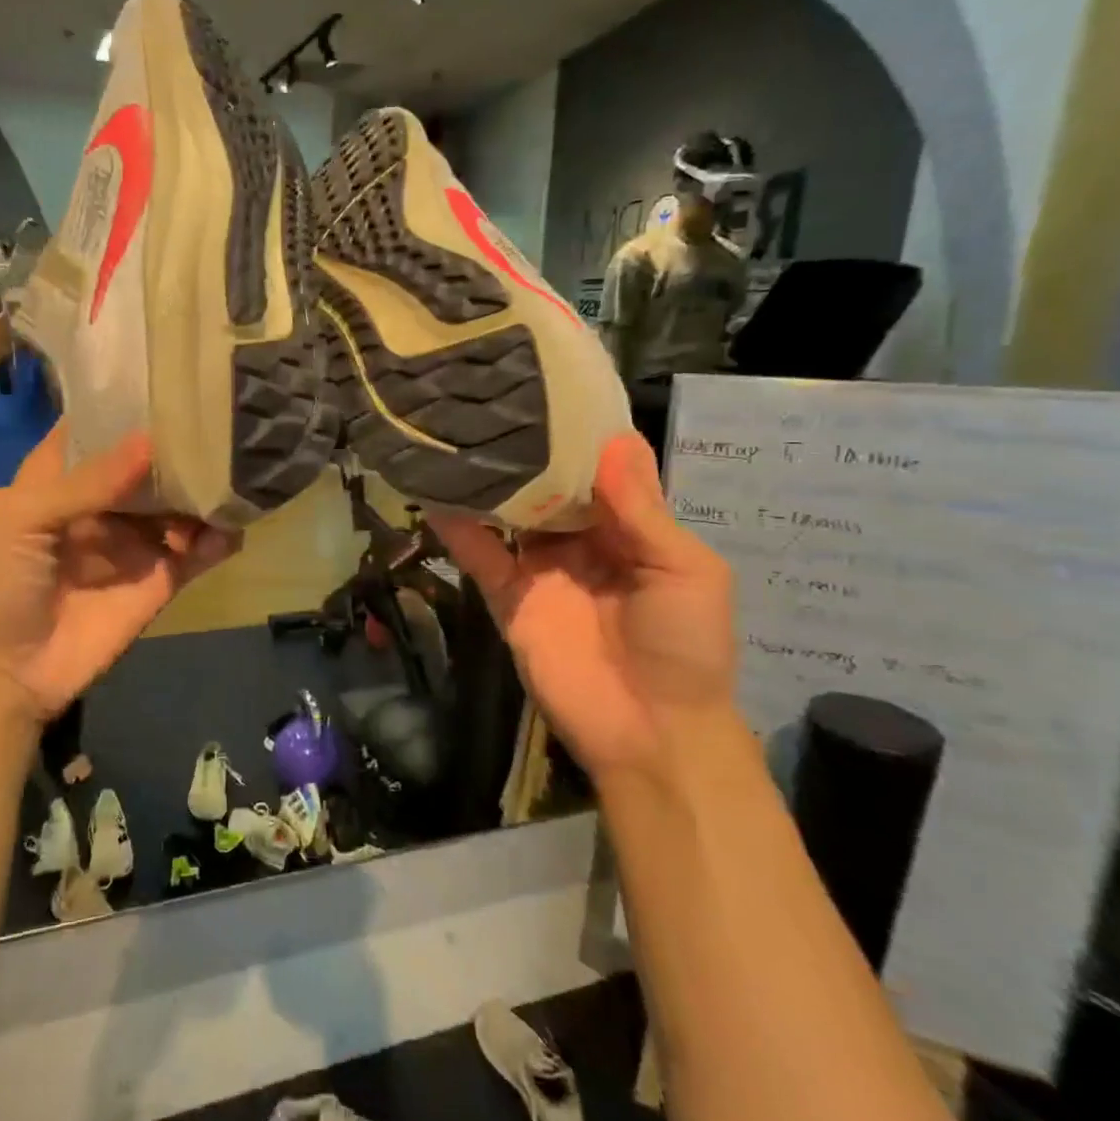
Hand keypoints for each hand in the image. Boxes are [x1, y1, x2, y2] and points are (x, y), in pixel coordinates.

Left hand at [0, 423, 239, 718]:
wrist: (8, 673)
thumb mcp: (23, 520)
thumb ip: (87, 481)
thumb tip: (151, 440)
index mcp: (63, 475)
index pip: (101, 425)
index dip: (132, 403)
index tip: (175, 373)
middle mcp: (106, 500)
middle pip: (152, 461)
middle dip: (184, 443)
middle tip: (229, 417)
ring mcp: (137, 540)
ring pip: (182, 502)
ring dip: (209, 489)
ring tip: (243, 469)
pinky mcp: (161, 578)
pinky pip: (199, 551)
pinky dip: (221, 539)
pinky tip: (233, 528)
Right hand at [427, 433, 735, 778]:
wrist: (651, 731)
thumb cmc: (685, 645)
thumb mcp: (684, 571)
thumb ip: (642, 511)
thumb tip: (613, 438)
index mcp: (628, 528)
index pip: (598, 470)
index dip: (577, 435)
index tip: (548, 389)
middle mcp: (580, 540)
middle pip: (548, 487)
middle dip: (525, 451)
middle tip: (490, 402)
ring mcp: (539, 568)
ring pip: (509, 515)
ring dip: (487, 483)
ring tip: (456, 437)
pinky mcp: (508, 597)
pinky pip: (480, 557)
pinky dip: (458, 530)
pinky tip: (434, 496)